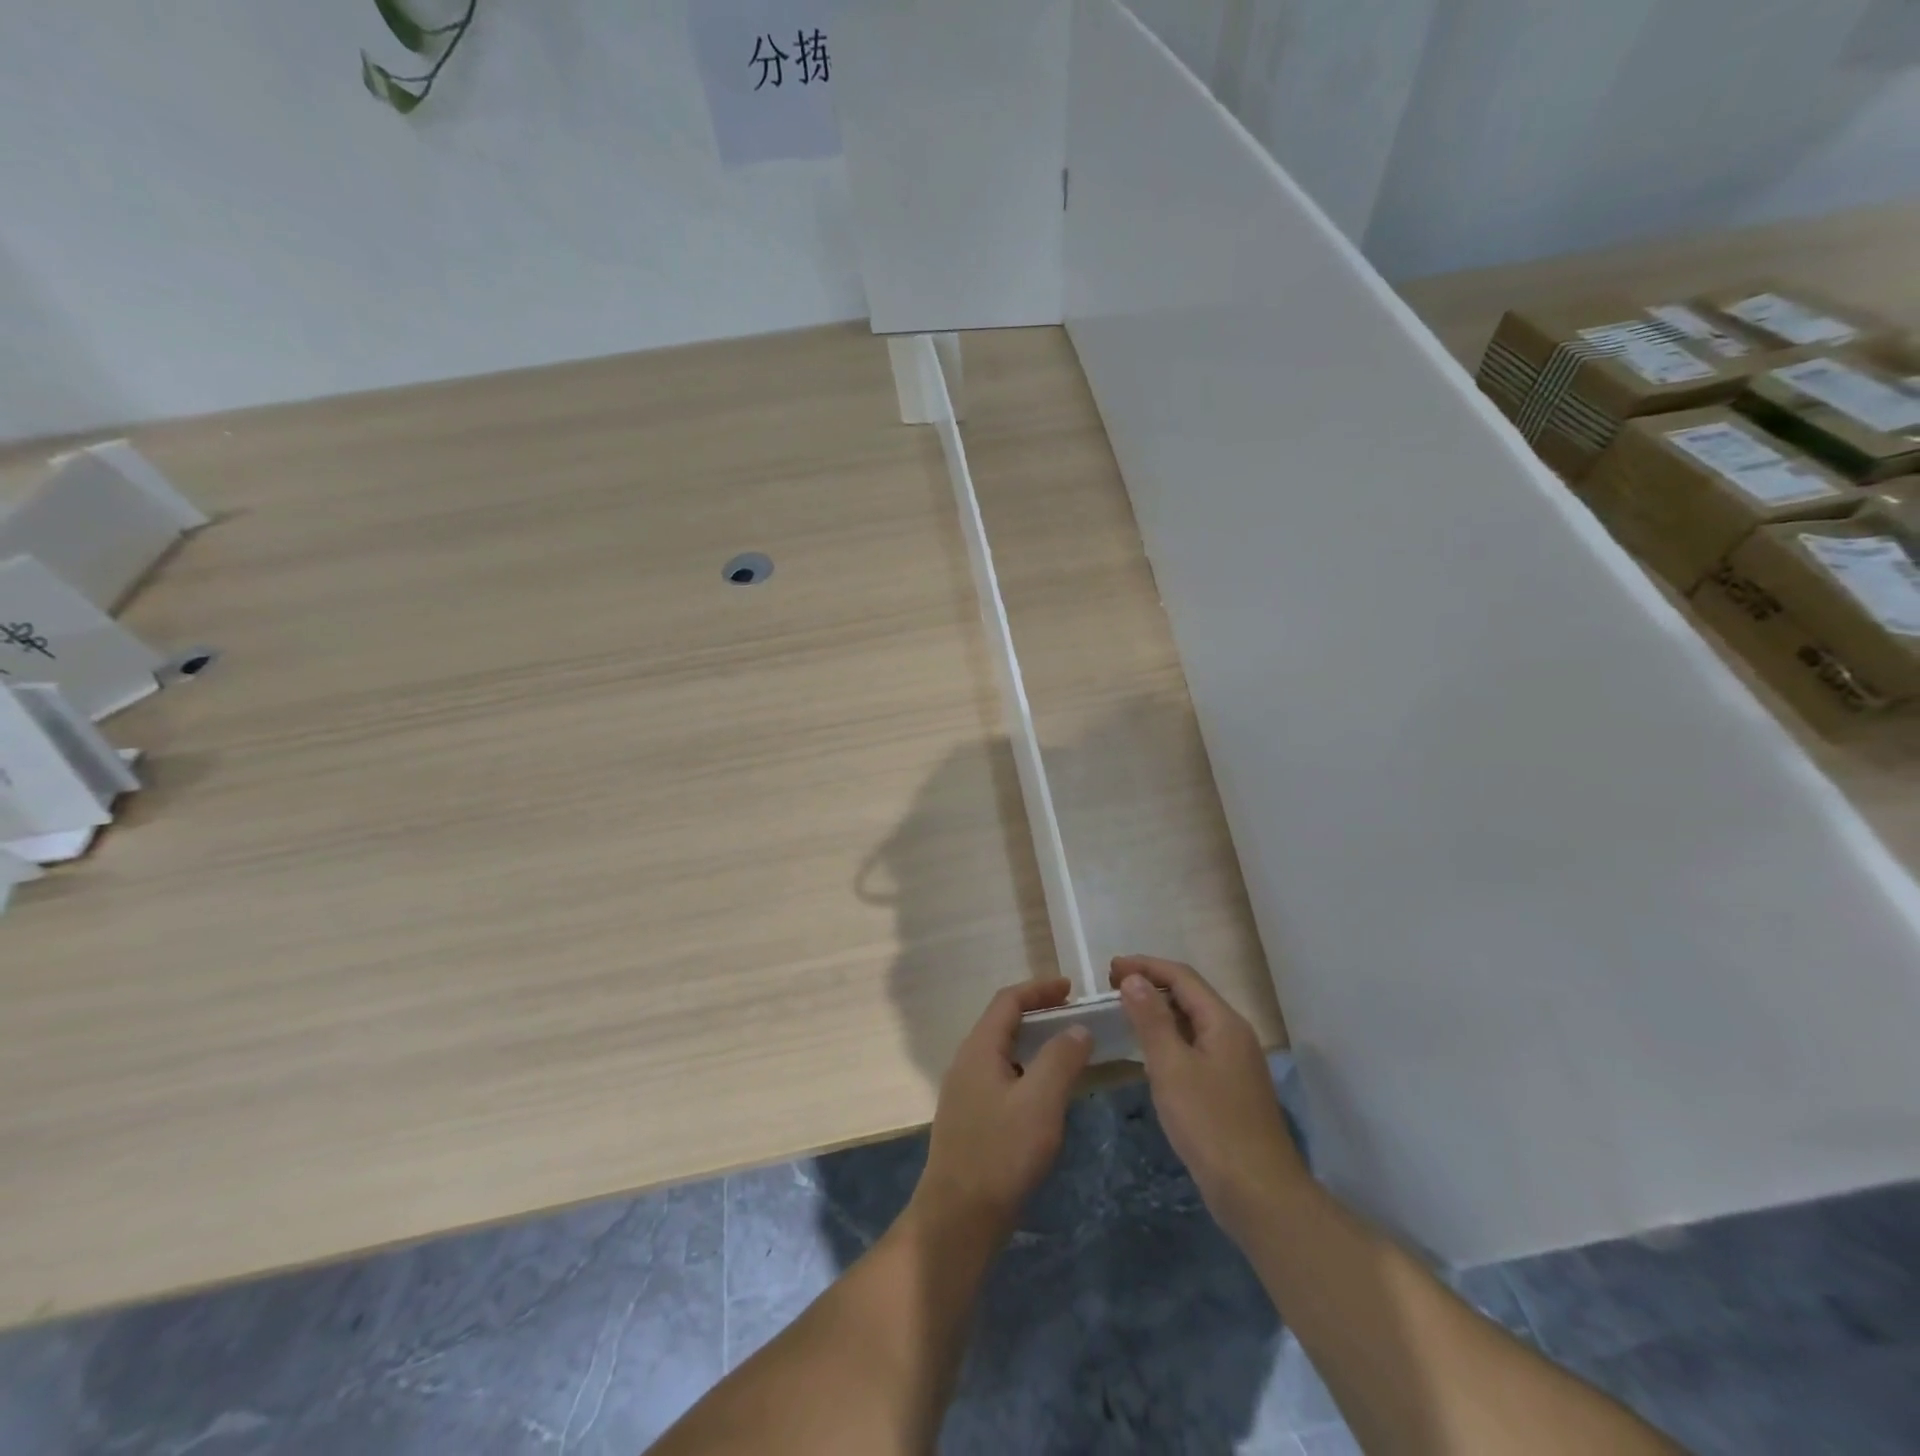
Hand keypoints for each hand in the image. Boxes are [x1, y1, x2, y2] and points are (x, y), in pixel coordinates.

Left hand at [914, 978, 1093, 1245]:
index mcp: (979, 1049)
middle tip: (1074, 1019)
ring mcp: (964, 1092)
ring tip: (1066, 1053)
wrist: (958, 1218)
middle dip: (1038, 1014)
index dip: (1039, 989)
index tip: (1071, 990)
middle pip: (1003, 1023)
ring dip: (1033, 1044)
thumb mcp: (1040, 1102)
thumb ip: (1060, 1059)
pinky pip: (1001, 1077)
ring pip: (1002, 1052)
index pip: (1008, 1001)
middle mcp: (966, 1062)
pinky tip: (1045, 1096)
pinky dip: (1026, 1071)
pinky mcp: (970, 1119)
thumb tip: (1077, 1028)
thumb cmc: (1001, 1154)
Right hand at [1111, 955, 1305, 1239]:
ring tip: (1125, 1012)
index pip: (1182, 976)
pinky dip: (1169, 1037)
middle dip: (1151, 984)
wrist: (1259, 1194)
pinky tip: (1151, 1053)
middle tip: (1112, 987)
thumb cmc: (1211, 1125)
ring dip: (1159, 1011)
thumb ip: (1151, 1020)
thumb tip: (1134, 979)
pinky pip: (1195, 1046)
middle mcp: (1233, 1034)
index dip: (1145, 966)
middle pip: (1190, 995)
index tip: (1109, 968)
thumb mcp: (1171, 1067)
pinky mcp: (1230, 1088)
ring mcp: (1235, 1063)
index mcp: (1223, 1022)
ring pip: (1193, 1021)